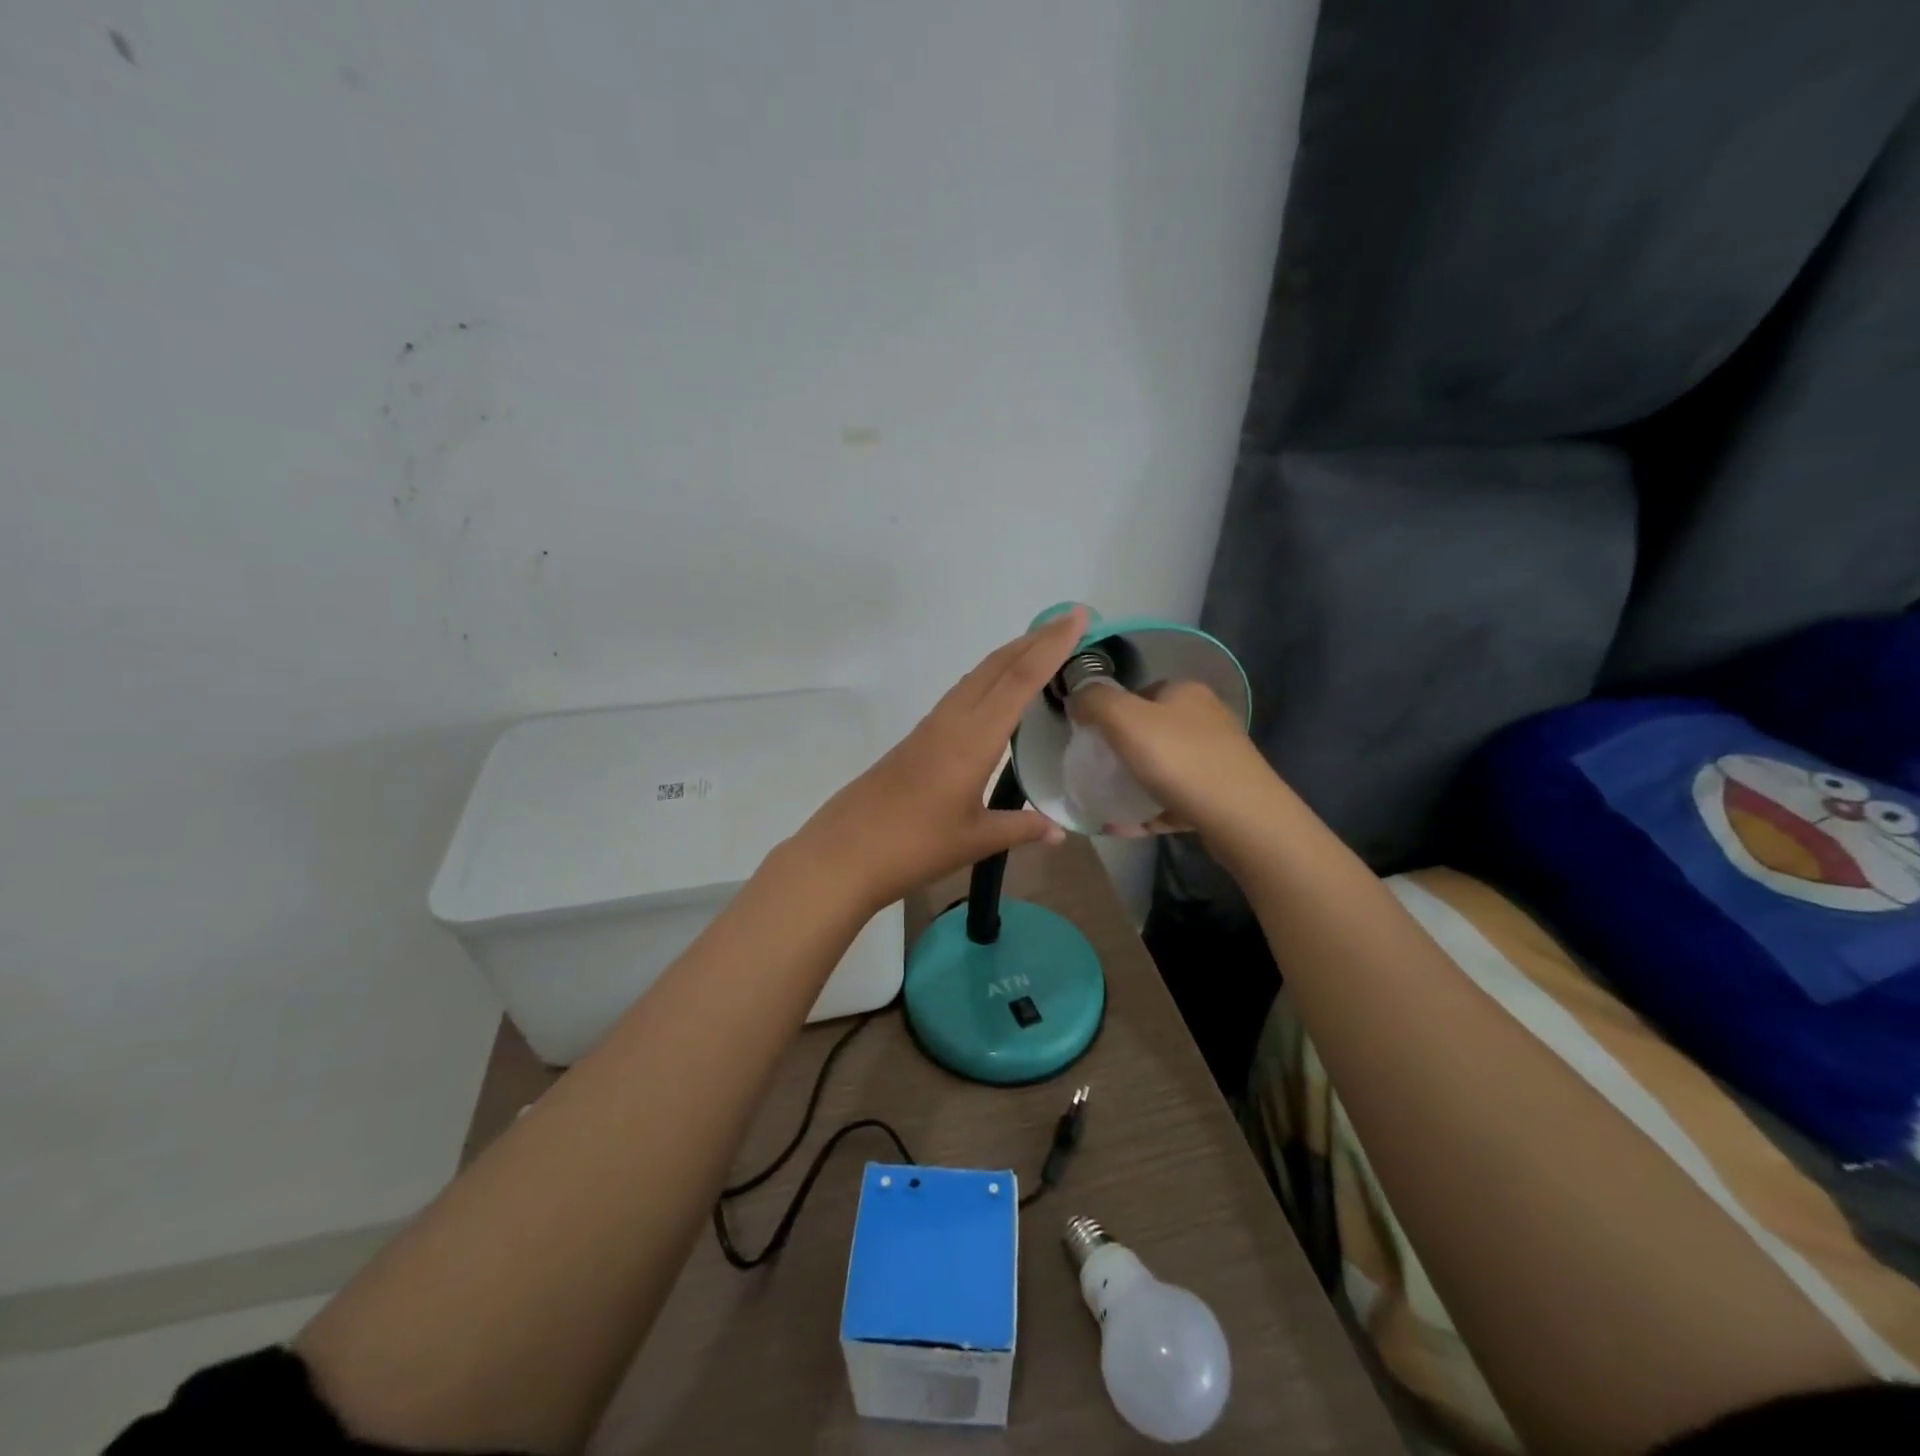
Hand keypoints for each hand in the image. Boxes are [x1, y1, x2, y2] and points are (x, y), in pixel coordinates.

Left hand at [792, 607, 1087, 911]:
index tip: (1077, 617)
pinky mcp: (917, 738)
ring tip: (1040, 648)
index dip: (1051, 647)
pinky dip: (988, 679)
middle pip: (996, 667)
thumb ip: (1020, 828)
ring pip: (976, 677)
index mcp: (973, 739)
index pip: (1019, 681)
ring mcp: (931, 727)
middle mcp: (952, 721)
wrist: (844, 853)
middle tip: (1069, 622)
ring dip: (1009, 656)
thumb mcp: (975, 840)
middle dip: (1034, 640)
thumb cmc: (914, 846)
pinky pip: (961, 695)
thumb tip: (1060, 832)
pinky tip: (996, 692)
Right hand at [1067, 679, 1280, 844]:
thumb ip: (1094, 701)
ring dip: (1135, 782)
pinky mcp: (1222, 793)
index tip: (1091, 740)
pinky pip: (1174, 797)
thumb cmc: (1179, 760)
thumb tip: (1077, 698)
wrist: (1242, 818)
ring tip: (1108, 802)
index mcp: (1186, 692)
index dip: (1110, 713)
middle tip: (1097, 772)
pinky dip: (1150, 809)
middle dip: (1121, 750)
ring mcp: (1217, 757)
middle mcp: (1206, 718)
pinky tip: (1127, 825)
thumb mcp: (1124, 719)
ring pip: (1164, 766)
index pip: (1138, 693)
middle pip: (1150, 730)